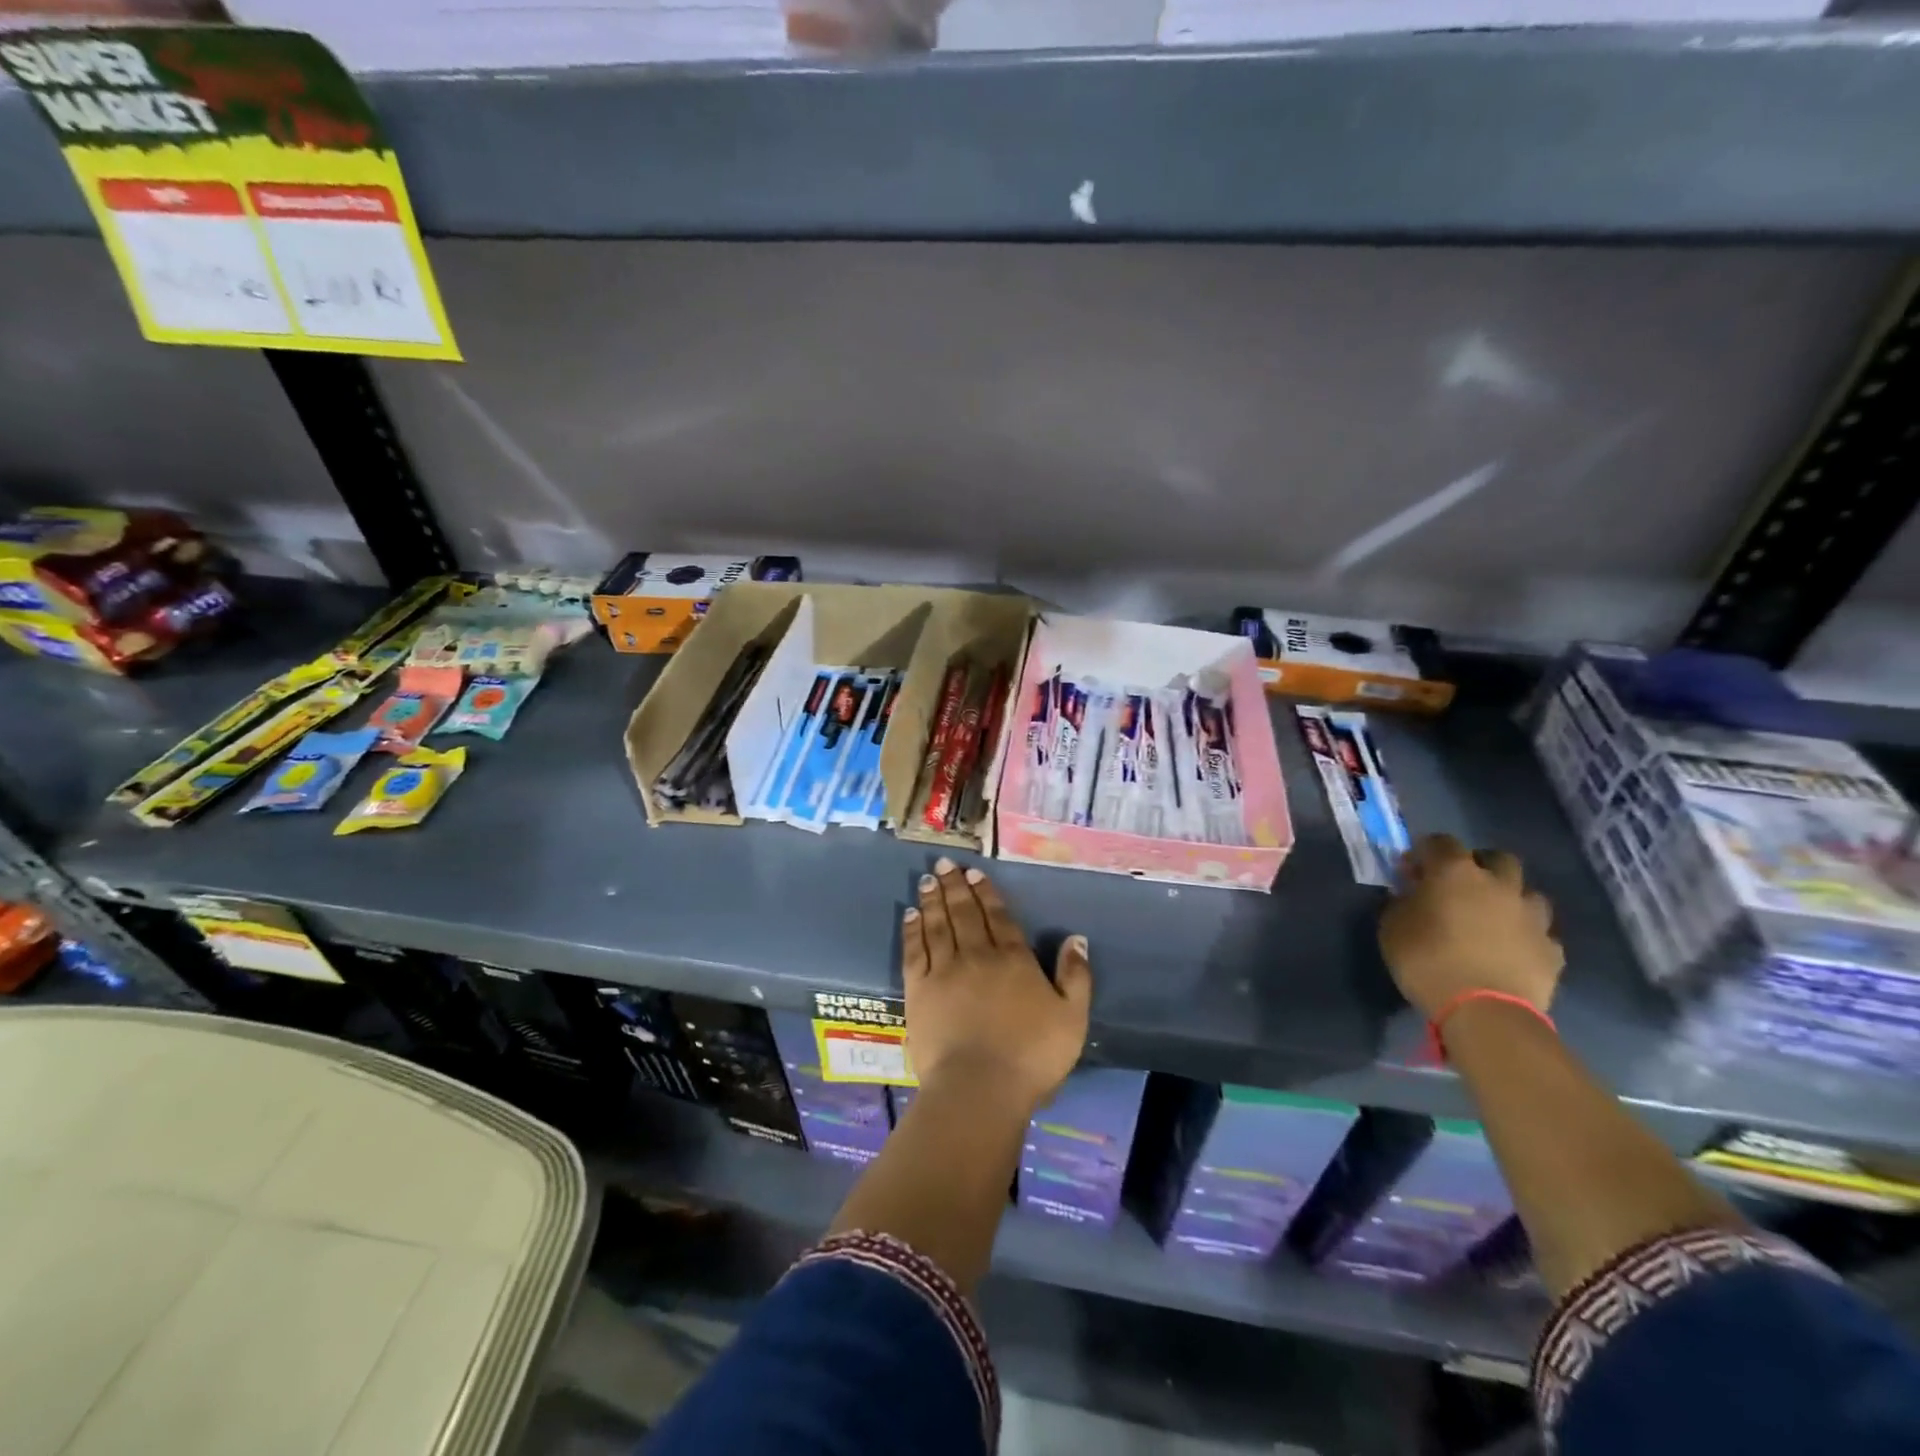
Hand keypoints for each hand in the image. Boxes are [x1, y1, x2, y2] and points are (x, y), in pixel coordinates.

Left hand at [903, 858, 1091, 1112]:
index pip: (998, 917)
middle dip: (955, 886)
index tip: (974, 873)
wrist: (980, 1088)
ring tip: (927, 879)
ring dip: (933, 900)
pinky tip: (910, 914)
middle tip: (944, 863)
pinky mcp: (918, 990)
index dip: (987, 893)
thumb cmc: (1032, 1056)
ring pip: (938, 925)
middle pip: (964, 913)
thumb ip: (1075, 976)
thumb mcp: (1072, 1018)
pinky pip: (914, 950)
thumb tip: (1075, 938)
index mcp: (1013, 960)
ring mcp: (944, 971)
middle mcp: (977, 955)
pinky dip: (912, 930)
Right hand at [1379, 834, 1563, 1019]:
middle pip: (1497, 858)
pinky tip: (1511, 950)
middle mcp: (1499, 885)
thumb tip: (1410, 894)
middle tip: (1460, 886)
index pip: (1440, 842)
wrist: (1484, 1011)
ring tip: (1491, 918)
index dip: (1424, 852)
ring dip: (1509, 898)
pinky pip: (1540, 932)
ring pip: (1527, 893)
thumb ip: (1402, 902)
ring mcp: (1532, 916)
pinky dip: (1525, 935)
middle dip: (1479, 865)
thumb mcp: (1392, 926)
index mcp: (1455, 872)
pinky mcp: (1552, 950)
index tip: (1411, 871)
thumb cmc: (1427, 960)